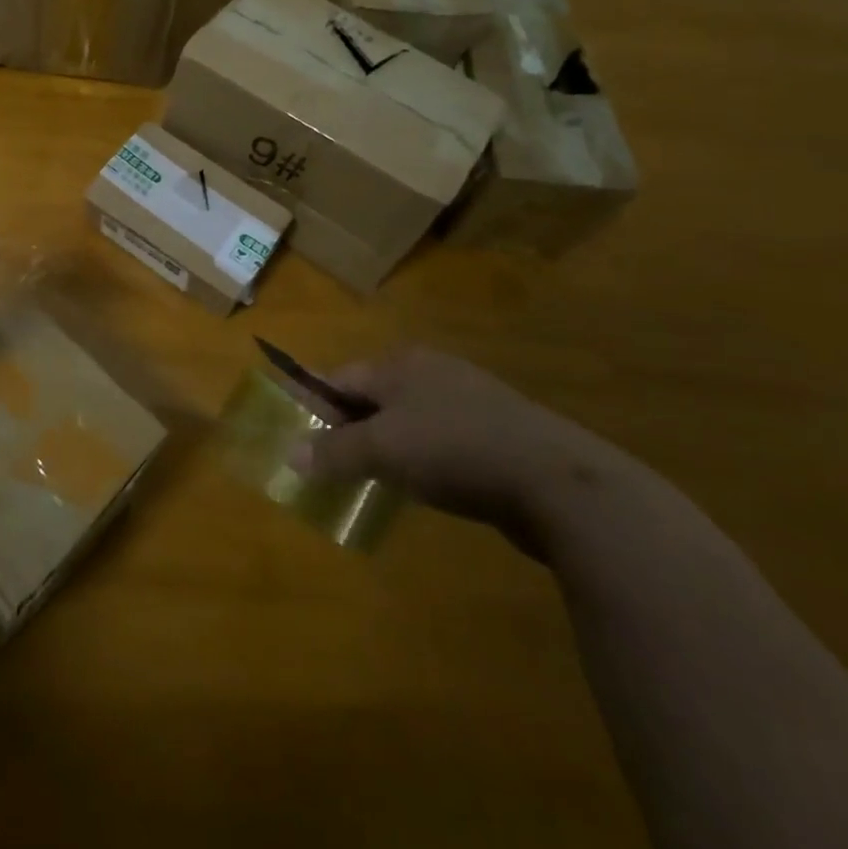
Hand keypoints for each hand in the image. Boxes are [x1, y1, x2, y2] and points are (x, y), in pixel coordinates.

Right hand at [291, 346, 617, 556]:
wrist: (557, 480)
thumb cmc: (455, 449)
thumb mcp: (383, 451)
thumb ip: (334, 451)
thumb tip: (290, 455)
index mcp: (399, 363)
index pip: (340, 377)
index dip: (316, 406)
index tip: (303, 440)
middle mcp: (431, 370)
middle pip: (373, 395)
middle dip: (351, 428)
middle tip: (337, 465)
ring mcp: (468, 397)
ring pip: (409, 417)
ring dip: (389, 445)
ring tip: (378, 479)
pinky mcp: (497, 429)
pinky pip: (442, 437)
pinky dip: (426, 457)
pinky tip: (430, 485)